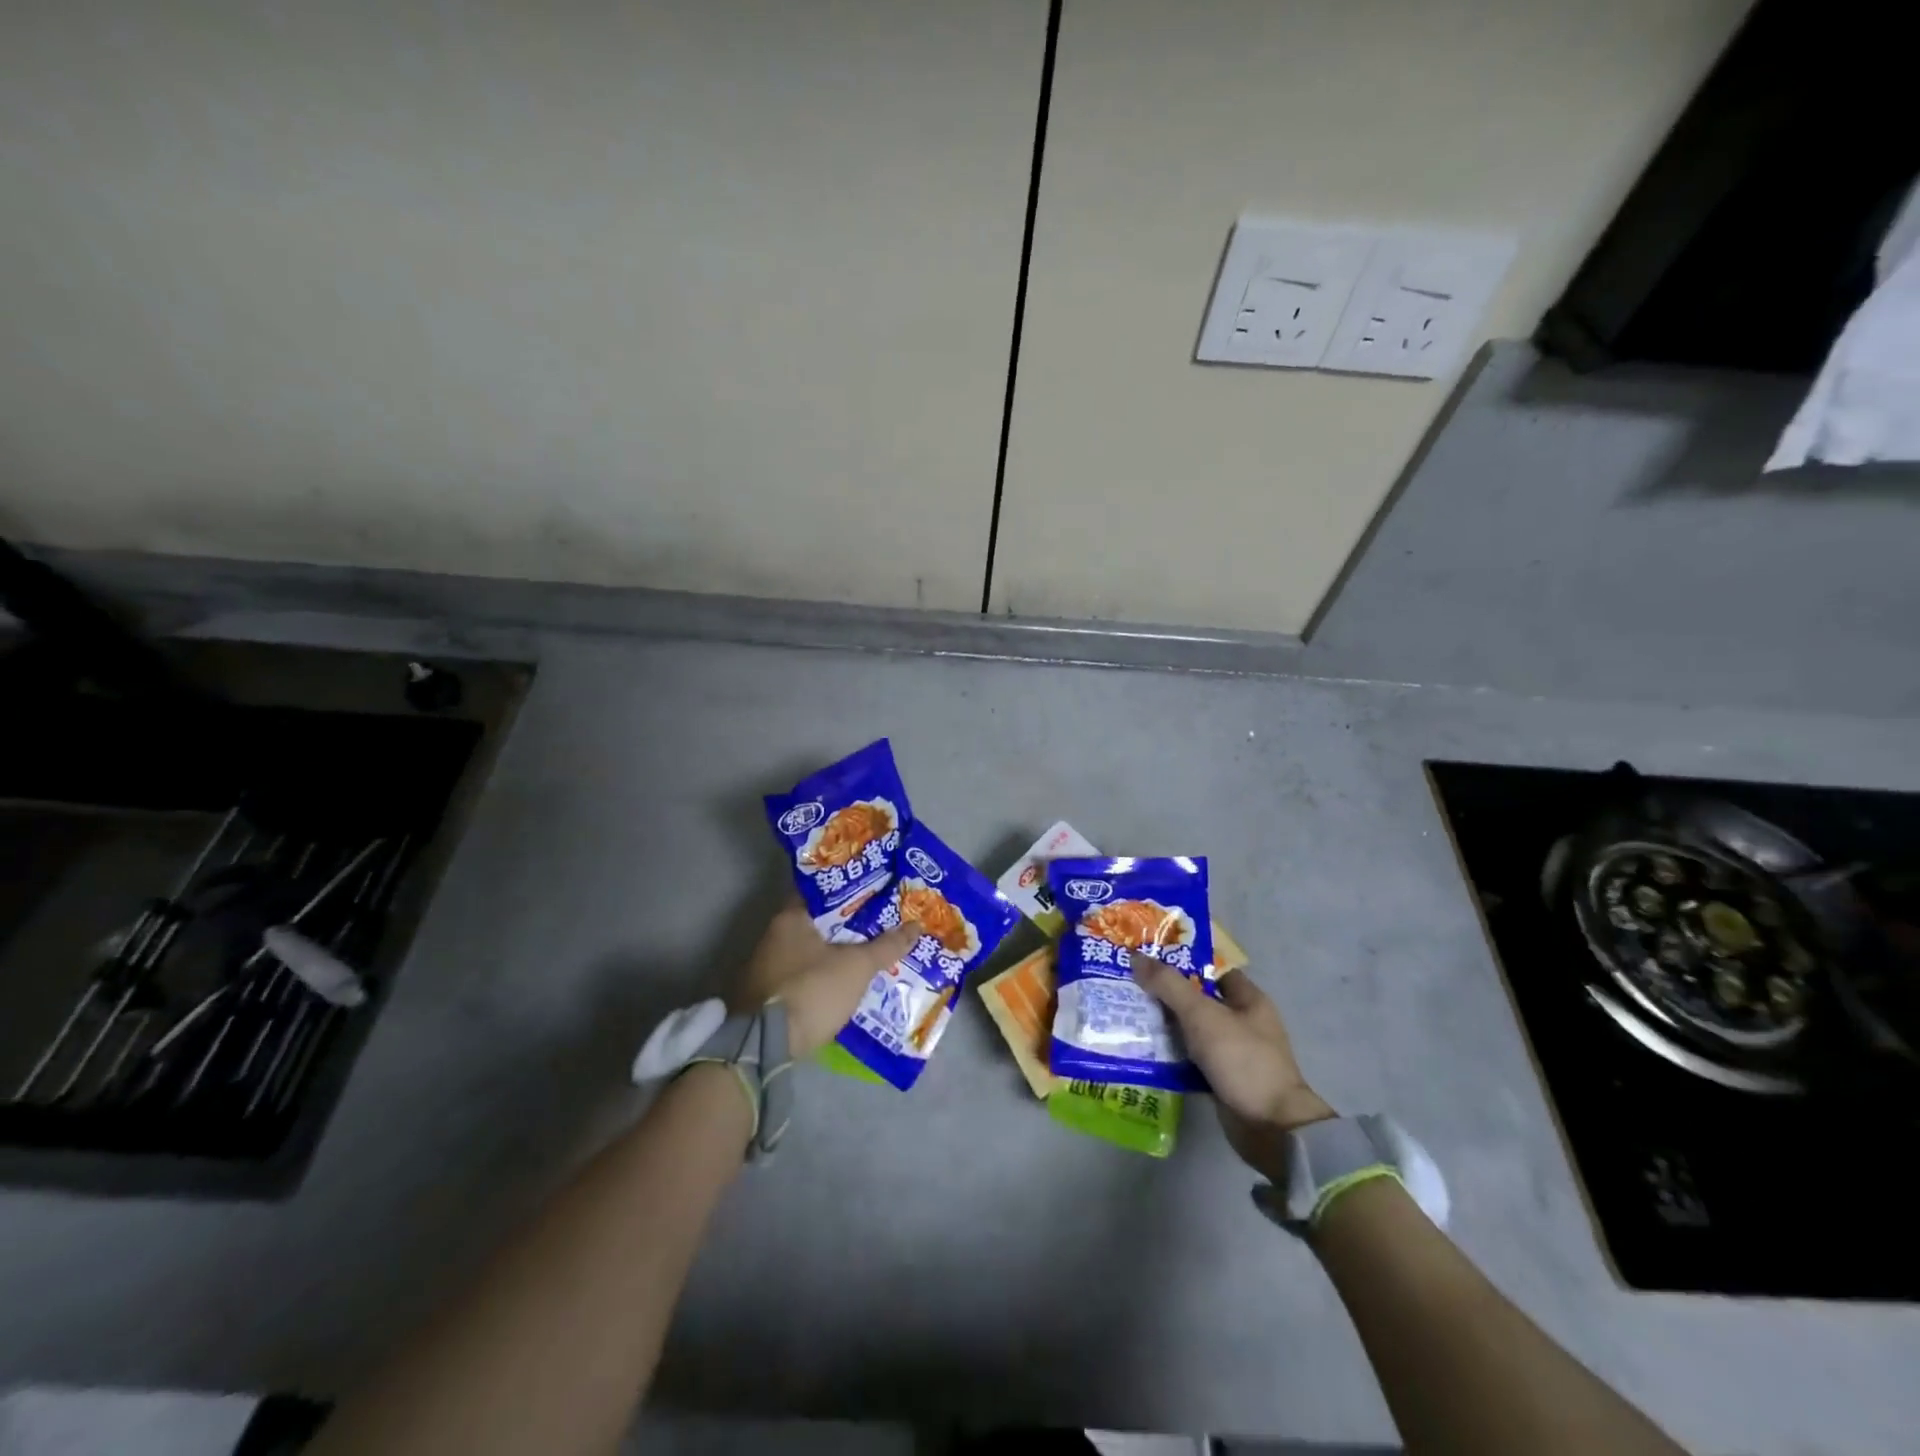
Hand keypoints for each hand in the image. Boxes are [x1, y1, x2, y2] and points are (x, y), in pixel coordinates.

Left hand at [732, 899, 922, 1056]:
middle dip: (848, 925)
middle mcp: (773, 936)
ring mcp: (766, 967)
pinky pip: (803, 975)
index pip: (824, 891)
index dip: (852, 891)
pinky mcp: (766, 995)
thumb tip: (916, 926)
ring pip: (811, 951)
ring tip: (869, 953)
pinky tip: (845, 982)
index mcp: (790, 917)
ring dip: (835, 953)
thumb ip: (886, 946)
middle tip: (881, 923)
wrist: (765, 1046)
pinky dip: (823, 975)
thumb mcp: (856, 967)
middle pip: (819, 922)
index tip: (876, 893)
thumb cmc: (812, 990)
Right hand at [1133, 959, 1334, 1181]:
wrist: (1271, 1127)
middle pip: (1197, 998)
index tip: (1147, 956)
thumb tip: (1136, 957)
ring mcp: (1232, 1052)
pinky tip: (1142, 1049)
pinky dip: (1170, 1054)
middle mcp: (1242, 1022)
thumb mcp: (1202, 1015)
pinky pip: (1190, 1058)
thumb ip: (1169, 985)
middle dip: (1165, 992)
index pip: (1211, 969)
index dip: (1181, 960)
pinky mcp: (1221, 1078)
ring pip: (1191, 1029)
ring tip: (1127, 1013)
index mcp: (1248, 999)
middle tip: (1129, 983)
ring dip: (1164, 1024)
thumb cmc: (1242, 1060)